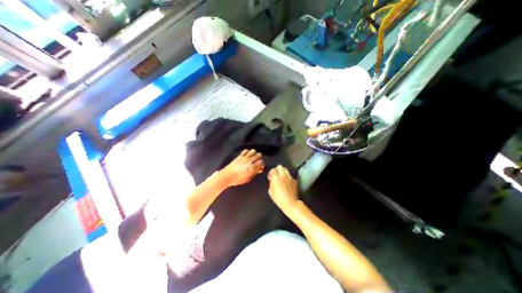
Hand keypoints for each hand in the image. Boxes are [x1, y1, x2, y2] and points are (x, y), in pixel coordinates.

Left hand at [223, 150, 266, 186]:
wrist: (227, 176)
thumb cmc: (238, 180)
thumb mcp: (248, 179)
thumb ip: (255, 173)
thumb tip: (259, 169)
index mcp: (252, 167)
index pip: (261, 162)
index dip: (262, 165)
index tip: (261, 167)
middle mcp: (249, 161)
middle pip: (259, 155)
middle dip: (260, 158)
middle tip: (257, 162)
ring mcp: (244, 157)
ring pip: (253, 151)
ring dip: (254, 154)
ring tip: (253, 158)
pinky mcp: (239, 156)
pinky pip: (246, 150)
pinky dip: (248, 152)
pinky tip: (247, 156)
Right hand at [267, 165, 299, 209]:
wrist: (290, 203)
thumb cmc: (279, 199)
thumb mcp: (270, 191)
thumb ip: (271, 183)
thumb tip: (272, 180)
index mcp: (276, 177)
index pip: (273, 169)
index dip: (271, 172)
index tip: (270, 176)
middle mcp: (283, 175)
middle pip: (280, 166)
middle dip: (277, 170)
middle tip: (276, 175)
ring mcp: (290, 177)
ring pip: (286, 169)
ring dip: (283, 172)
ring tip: (282, 178)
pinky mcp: (294, 180)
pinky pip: (290, 176)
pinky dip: (288, 177)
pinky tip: (287, 182)